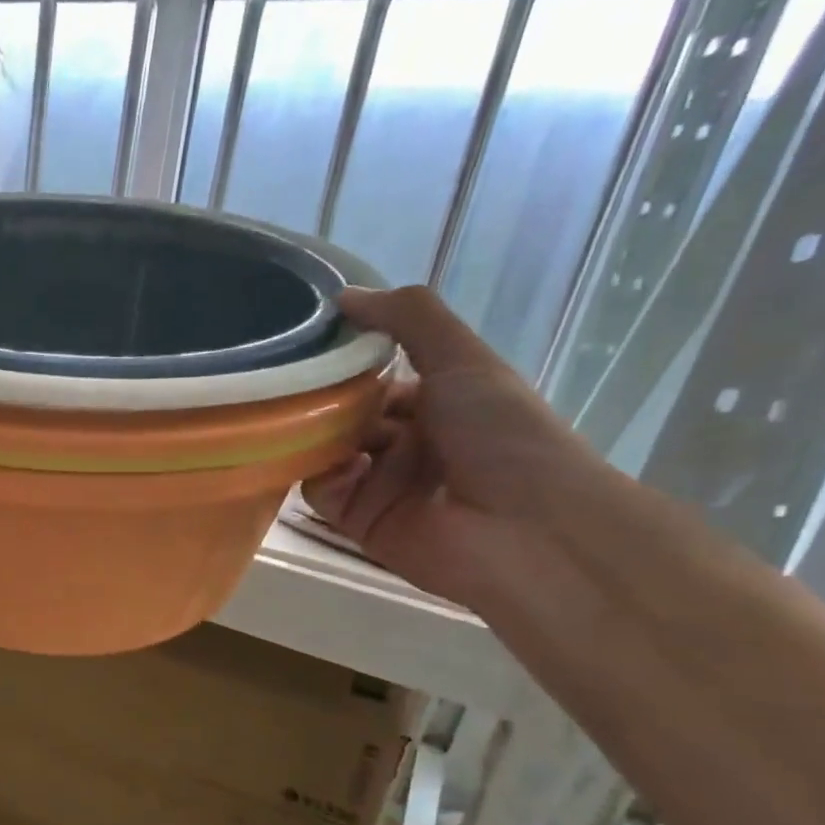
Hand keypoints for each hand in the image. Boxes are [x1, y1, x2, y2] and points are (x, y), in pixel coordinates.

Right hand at [302, 286, 600, 604]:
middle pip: (345, 415)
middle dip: (324, 402)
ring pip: (326, 451)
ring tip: (315, 426)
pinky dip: (325, 476)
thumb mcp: (463, 358)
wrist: (526, 528)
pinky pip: (322, 492)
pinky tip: (346, 467)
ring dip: (319, 436)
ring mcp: (382, 483)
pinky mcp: (360, 521)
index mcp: (438, 404)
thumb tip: (343, 296)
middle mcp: (407, 442)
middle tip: (298, 386)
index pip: (376, 380)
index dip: (348, 365)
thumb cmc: (501, 433)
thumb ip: (408, 318)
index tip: (313, 348)